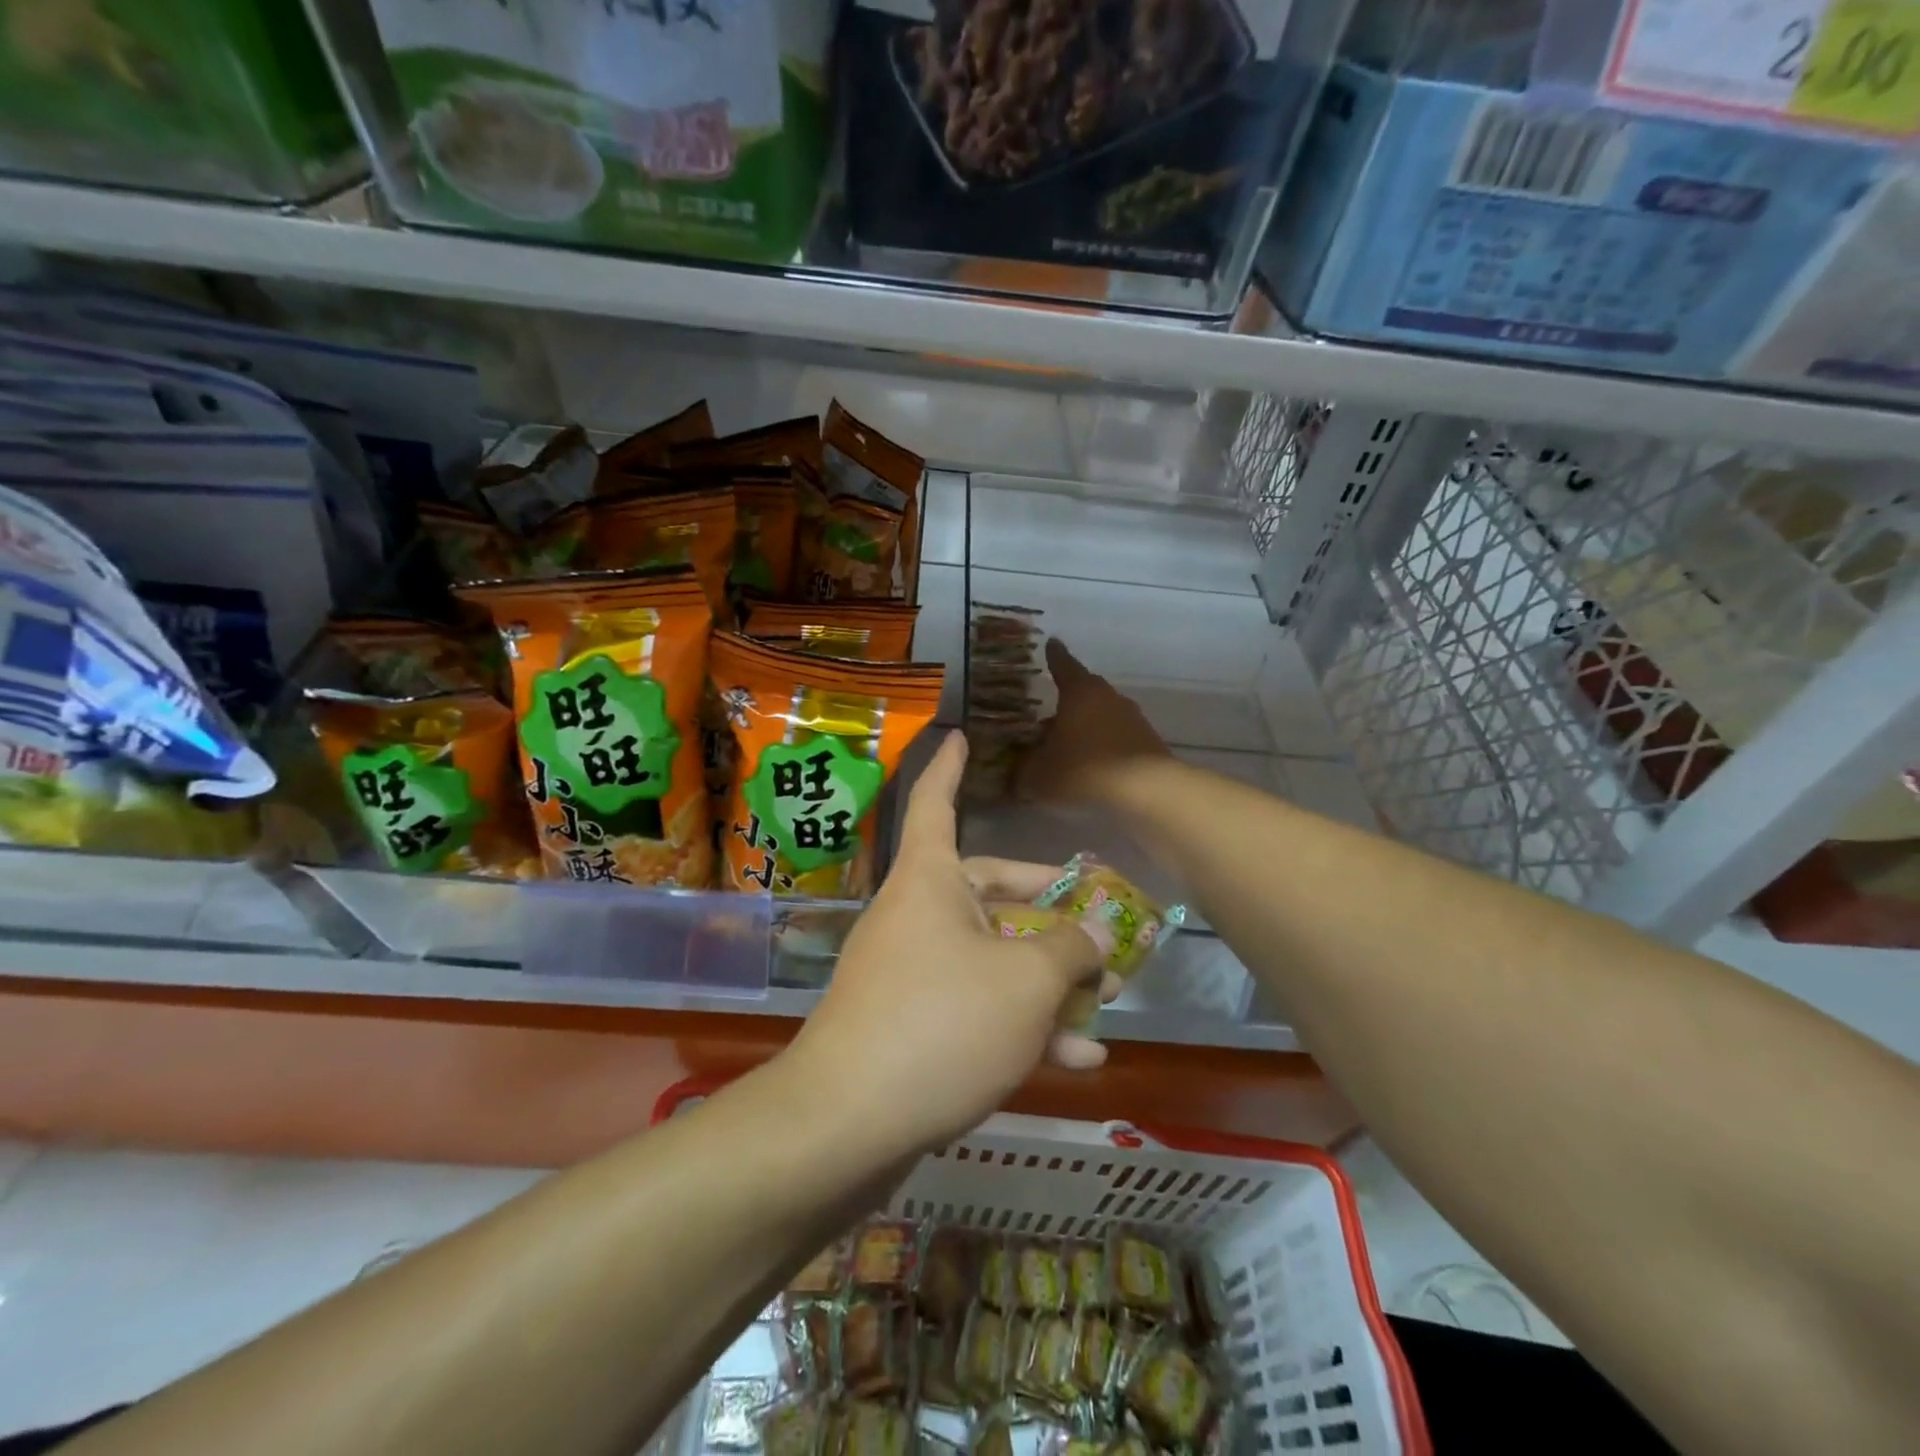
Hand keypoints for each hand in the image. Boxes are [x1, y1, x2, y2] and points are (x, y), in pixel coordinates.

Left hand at [788, 731, 1115, 1152]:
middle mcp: (916, 917)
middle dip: (1049, 913)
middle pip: (989, 894)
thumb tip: (1096, 930)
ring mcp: (910, 974)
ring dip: (1048, 980)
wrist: (846, 1126)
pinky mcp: (910, 1028)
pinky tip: (1077, 1058)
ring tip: (1107, 1001)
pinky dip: (1021, 1026)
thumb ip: (1070, 949)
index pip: (936, 802)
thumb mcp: (1026, 982)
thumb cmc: (941, 1023)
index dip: (949, 767)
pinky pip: (975, 1009)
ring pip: (991, 960)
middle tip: (1099, 927)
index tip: (959, 735)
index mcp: (930, 882)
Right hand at [1017, 639, 1170, 803]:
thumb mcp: (1039, 775)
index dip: (1054, 656)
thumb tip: (1014, 777)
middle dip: (1067, 701)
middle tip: (1049, 715)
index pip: (1063, 666)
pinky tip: (1093, 767)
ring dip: (1086, 727)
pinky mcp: (1148, 742)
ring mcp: (1132, 719)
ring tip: (1068, 748)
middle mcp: (1108, 697)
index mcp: (1079, 692)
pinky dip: (1104, 746)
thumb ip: (1023, 773)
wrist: (1146, 790)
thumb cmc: (1084, 769)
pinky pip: (1118, 738)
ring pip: (1102, 716)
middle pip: (1085, 692)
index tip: (1052, 643)